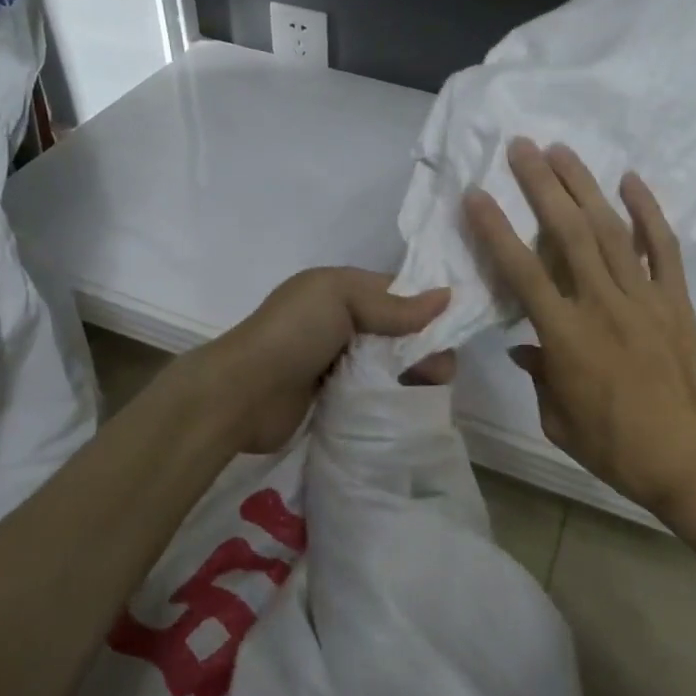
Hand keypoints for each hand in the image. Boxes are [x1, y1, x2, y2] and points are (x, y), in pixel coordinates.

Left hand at [201, 267, 453, 453]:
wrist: (242, 394)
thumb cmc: (291, 335)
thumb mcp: (339, 299)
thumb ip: (392, 304)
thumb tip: (448, 297)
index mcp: (341, 290)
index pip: (398, 293)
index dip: (427, 309)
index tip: (453, 332)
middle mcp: (341, 322)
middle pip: (399, 332)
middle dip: (424, 347)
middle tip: (437, 373)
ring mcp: (337, 362)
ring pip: (390, 364)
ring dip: (412, 374)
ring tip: (426, 391)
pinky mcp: (336, 397)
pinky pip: (375, 392)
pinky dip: (393, 396)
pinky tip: (407, 406)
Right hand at [463, 139, 695, 523]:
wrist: (694, 461)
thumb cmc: (616, 448)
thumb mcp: (558, 420)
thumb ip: (539, 376)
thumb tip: (526, 347)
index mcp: (566, 336)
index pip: (522, 271)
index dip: (496, 230)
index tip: (477, 195)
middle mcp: (602, 304)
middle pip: (567, 233)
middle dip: (541, 185)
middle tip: (522, 146)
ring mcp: (645, 298)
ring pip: (610, 230)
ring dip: (584, 186)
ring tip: (562, 150)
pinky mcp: (678, 302)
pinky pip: (663, 248)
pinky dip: (648, 212)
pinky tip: (631, 181)